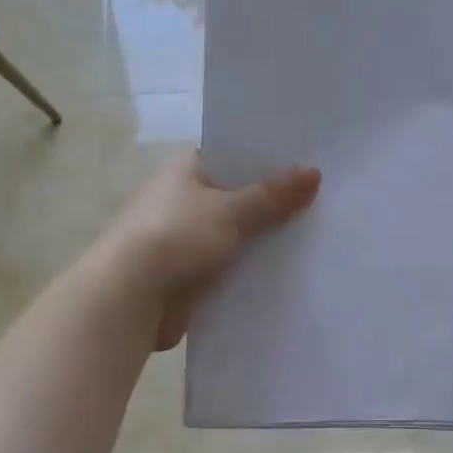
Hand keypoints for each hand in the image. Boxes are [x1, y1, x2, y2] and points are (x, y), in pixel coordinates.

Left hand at [102, 151, 320, 349]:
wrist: (130, 297)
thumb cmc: (176, 237)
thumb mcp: (230, 211)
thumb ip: (272, 195)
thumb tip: (313, 172)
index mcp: (184, 170)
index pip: (231, 156)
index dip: (267, 161)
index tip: (307, 165)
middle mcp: (181, 200)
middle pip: (236, 198)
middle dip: (271, 205)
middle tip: (322, 204)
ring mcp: (183, 240)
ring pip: (233, 237)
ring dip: (261, 243)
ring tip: (315, 240)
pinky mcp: (187, 276)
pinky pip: (227, 269)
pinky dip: (248, 273)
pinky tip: (287, 276)